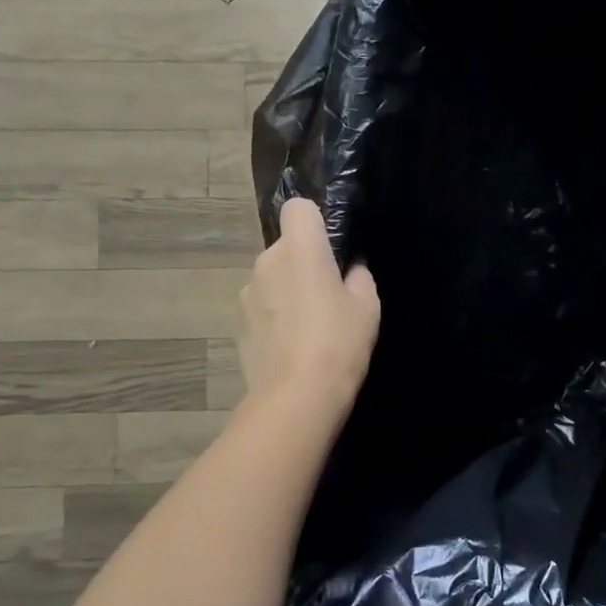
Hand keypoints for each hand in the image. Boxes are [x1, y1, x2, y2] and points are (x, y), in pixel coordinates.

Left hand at [238, 198, 380, 420]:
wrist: (296, 397)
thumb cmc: (339, 342)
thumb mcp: (367, 307)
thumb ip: (358, 279)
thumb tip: (350, 271)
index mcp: (300, 249)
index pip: (298, 208)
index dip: (316, 222)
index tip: (332, 248)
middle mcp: (266, 262)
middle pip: (286, 248)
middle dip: (304, 263)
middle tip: (330, 296)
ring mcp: (247, 294)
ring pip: (272, 279)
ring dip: (287, 291)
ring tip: (311, 327)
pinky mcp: (238, 325)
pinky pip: (262, 308)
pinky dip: (275, 318)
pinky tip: (293, 347)